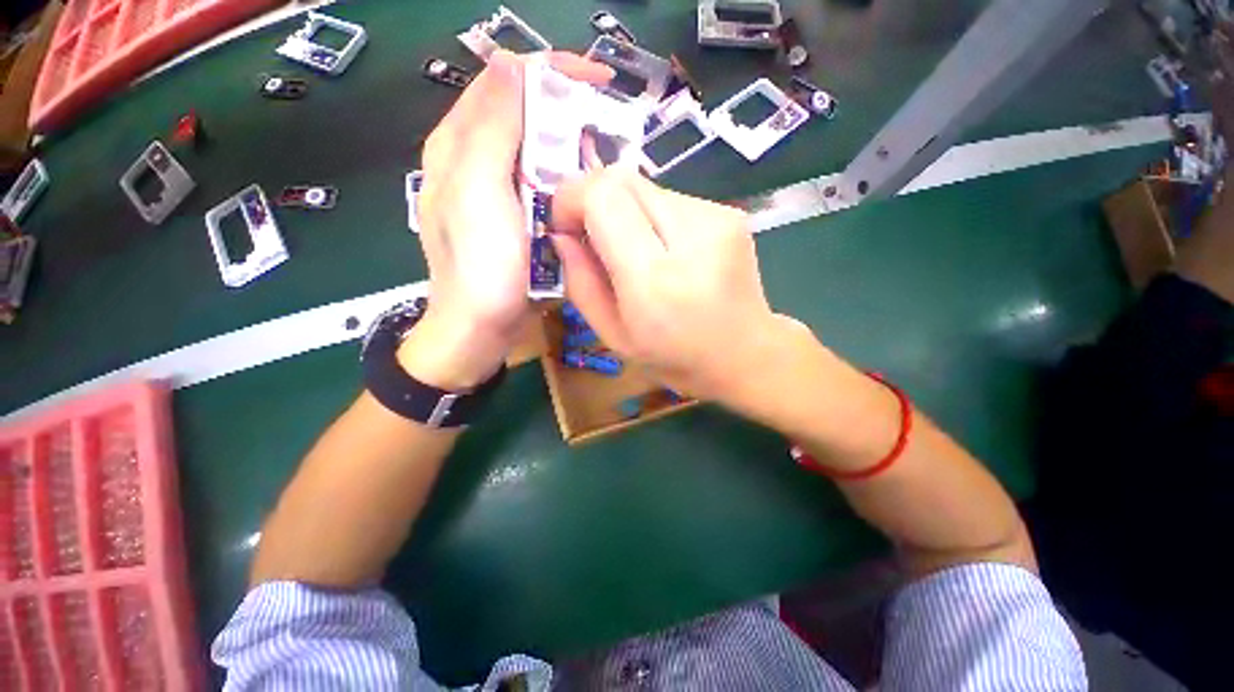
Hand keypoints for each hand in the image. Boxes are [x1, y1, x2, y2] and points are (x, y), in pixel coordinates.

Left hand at [408, 51, 611, 389]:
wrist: (481, 328)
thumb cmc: (479, 266)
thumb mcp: (480, 191)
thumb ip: (492, 128)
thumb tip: (510, 64)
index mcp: (460, 145)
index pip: (505, 83)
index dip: (551, 72)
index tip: (597, 82)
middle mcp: (477, 162)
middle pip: (524, 116)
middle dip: (566, 114)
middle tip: (604, 132)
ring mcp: (499, 194)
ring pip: (538, 153)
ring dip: (571, 152)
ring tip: (600, 165)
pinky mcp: (518, 220)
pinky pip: (545, 188)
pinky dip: (568, 184)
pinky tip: (586, 193)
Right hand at [551, 168, 794, 405]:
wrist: (745, 353)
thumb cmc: (675, 357)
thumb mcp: (614, 336)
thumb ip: (581, 283)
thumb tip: (562, 235)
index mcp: (655, 281)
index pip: (603, 197)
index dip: (572, 199)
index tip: (566, 227)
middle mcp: (690, 238)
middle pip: (622, 178)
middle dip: (593, 198)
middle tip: (592, 236)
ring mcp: (717, 219)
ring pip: (646, 186)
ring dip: (626, 212)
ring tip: (636, 252)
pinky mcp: (730, 213)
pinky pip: (671, 198)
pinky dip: (653, 217)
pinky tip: (666, 251)